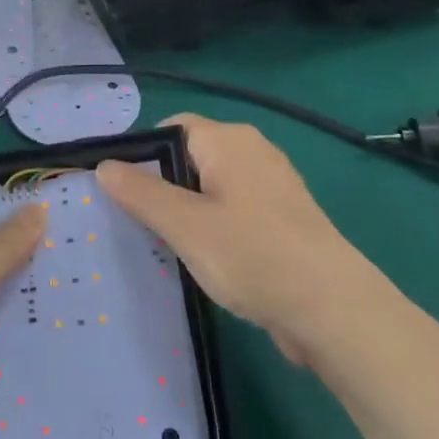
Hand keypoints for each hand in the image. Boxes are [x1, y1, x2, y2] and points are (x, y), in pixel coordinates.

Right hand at [96, 114, 363, 364]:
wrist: (335, 311)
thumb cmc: (253, 256)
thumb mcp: (185, 226)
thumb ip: (141, 194)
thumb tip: (104, 166)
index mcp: (228, 139)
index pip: (171, 128)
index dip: (143, 154)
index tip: (124, 193)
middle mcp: (253, 150)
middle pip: (191, 156)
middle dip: (165, 187)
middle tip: (142, 225)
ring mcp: (274, 184)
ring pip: (214, 186)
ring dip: (191, 211)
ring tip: (171, 247)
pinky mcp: (287, 217)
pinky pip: (237, 209)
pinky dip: (218, 227)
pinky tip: (210, 262)